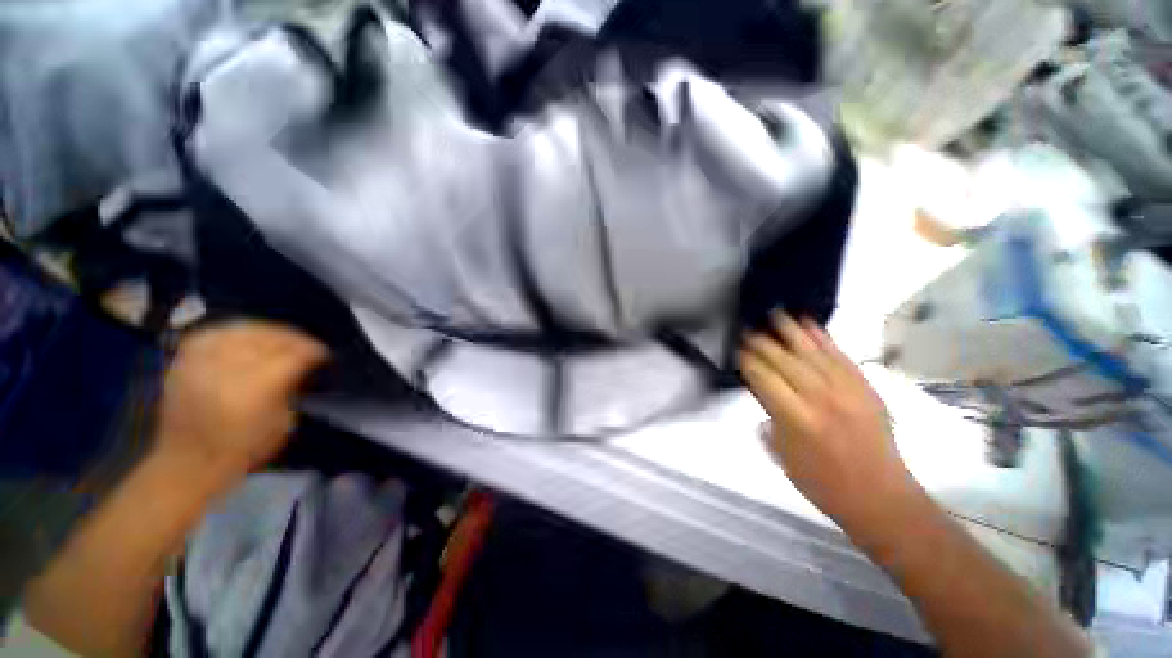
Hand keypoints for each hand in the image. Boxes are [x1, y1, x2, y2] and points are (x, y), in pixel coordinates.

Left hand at [154, 321, 327, 490]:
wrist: (187, 463)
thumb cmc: (243, 449)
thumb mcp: (283, 422)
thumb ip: (290, 388)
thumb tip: (299, 368)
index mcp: (260, 386)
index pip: (294, 354)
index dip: (313, 350)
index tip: (323, 354)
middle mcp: (230, 368)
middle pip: (270, 337)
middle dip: (293, 339)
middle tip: (305, 345)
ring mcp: (203, 362)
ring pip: (242, 330)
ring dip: (266, 332)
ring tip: (278, 339)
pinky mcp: (184, 361)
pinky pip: (213, 333)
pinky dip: (234, 332)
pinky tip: (245, 337)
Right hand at [739, 313, 916, 528]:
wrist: (881, 498)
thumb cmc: (823, 484)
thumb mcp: (783, 458)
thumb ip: (768, 423)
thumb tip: (760, 397)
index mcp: (795, 418)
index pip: (763, 377)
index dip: (747, 359)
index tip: (735, 347)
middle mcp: (818, 397)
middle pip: (783, 360)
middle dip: (761, 342)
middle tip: (747, 328)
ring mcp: (845, 389)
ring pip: (810, 351)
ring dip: (790, 330)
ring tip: (774, 312)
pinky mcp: (863, 386)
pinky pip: (839, 355)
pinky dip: (822, 337)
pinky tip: (809, 323)